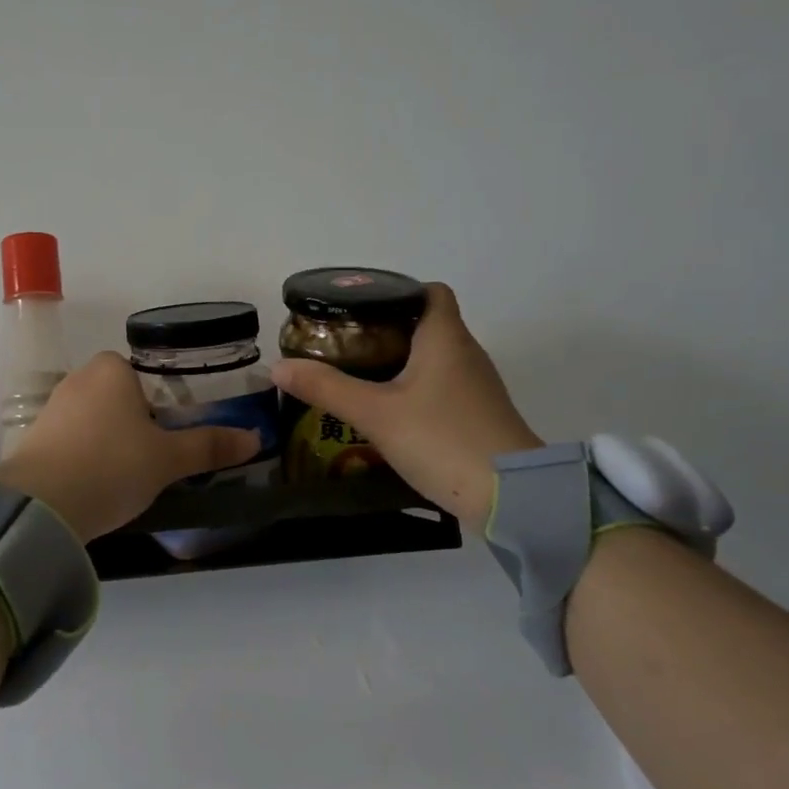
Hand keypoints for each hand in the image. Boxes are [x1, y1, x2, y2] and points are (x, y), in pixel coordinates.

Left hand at [0, 352, 260, 541]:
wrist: (40, 506)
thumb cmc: (112, 466)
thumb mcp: (168, 459)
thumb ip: (210, 446)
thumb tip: (256, 438)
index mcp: (111, 368)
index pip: (147, 375)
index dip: (166, 403)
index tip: (176, 435)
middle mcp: (78, 378)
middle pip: (122, 397)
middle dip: (140, 424)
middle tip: (159, 458)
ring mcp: (52, 408)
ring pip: (97, 420)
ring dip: (114, 442)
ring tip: (130, 476)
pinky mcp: (34, 438)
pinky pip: (74, 440)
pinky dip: (88, 456)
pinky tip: (98, 484)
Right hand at [269, 283, 540, 531]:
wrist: (511, 497)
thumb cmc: (442, 439)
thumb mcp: (375, 413)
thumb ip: (326, 388)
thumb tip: (278, 366)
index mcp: (446, 338)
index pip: (430, 291)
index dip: (397, 291)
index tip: (360, 307)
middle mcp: (466, 354)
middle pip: (427, 325)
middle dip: (386, 330)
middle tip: (344, 343)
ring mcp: (476, 387)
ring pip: (433, 359)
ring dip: (399, 362)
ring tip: (358, 375)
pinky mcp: (478, 416)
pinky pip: (441, 388)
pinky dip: (415, 389)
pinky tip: (388, 411)